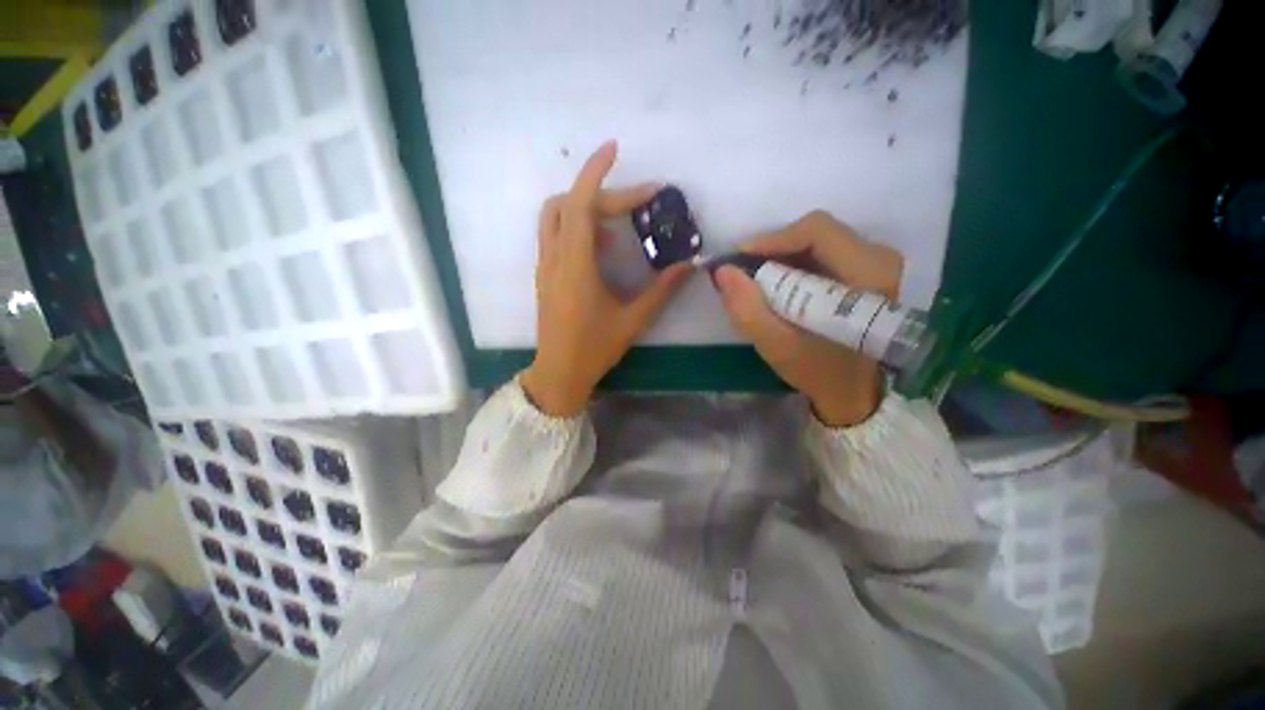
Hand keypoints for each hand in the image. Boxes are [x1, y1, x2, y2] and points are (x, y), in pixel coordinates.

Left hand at [521, 142, 691, 416]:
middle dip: (602, 194)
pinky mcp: (545, 274)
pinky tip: (602, 245)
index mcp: (575, 267)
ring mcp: (545, 266)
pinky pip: (556, 235)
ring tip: (618, 221)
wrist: (558, 373)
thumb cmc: (594, 349)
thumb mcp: (633, 320)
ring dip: (585, 206)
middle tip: (637, 203)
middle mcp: (554, 259)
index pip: (581, 205)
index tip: (615, 149)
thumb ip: (661, 290)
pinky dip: (577, 225)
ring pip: (555, 216)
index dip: (595, 172)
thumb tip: (689, 265)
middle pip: (568, 204)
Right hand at [714, 211, 903, 426]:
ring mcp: (875, 263)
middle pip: (815, 233)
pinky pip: (822, 254)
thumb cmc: (821, 371)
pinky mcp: (866, 271)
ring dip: (781, 259)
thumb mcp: (778, 346)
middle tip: (744, 274)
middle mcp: (879, 258)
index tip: (738, 259)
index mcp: (868, 273)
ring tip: (757, 283)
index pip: (816, 231)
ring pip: (817, 242)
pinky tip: (777, 288)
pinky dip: (793, 266)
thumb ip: (747, 309)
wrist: (855, 391)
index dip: (772, 239)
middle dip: (773, 251)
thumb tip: (723, 271)